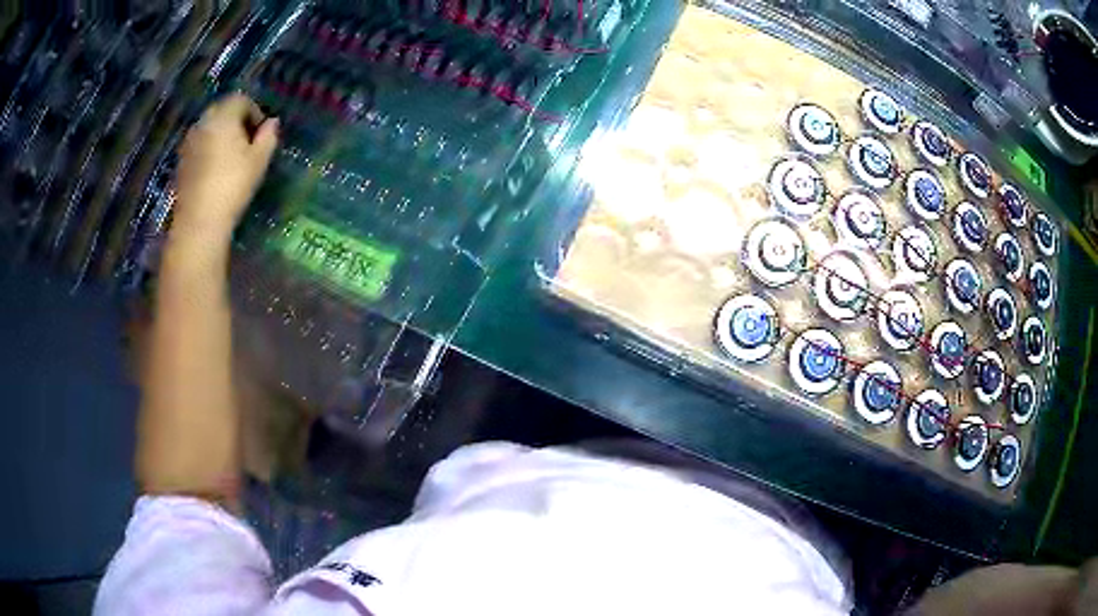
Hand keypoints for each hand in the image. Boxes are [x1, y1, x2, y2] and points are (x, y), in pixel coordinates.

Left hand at [172, 93, 278, 246]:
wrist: (199, 220)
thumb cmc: (232, 186)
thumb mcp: (259, 160)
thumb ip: (268, 136)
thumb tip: (272, 123)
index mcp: (223, 116)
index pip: (241, 100)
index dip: (254, 111)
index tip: (261, 132)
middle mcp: (203, 122)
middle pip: (222, 110)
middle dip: (236, 121)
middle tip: (247, 142)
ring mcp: (189, 141)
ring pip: (209, 127)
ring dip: (221, 134)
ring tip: (231, 156)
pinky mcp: (181, 160)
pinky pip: (199, 144)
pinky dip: (208, 148)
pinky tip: (215, 169)